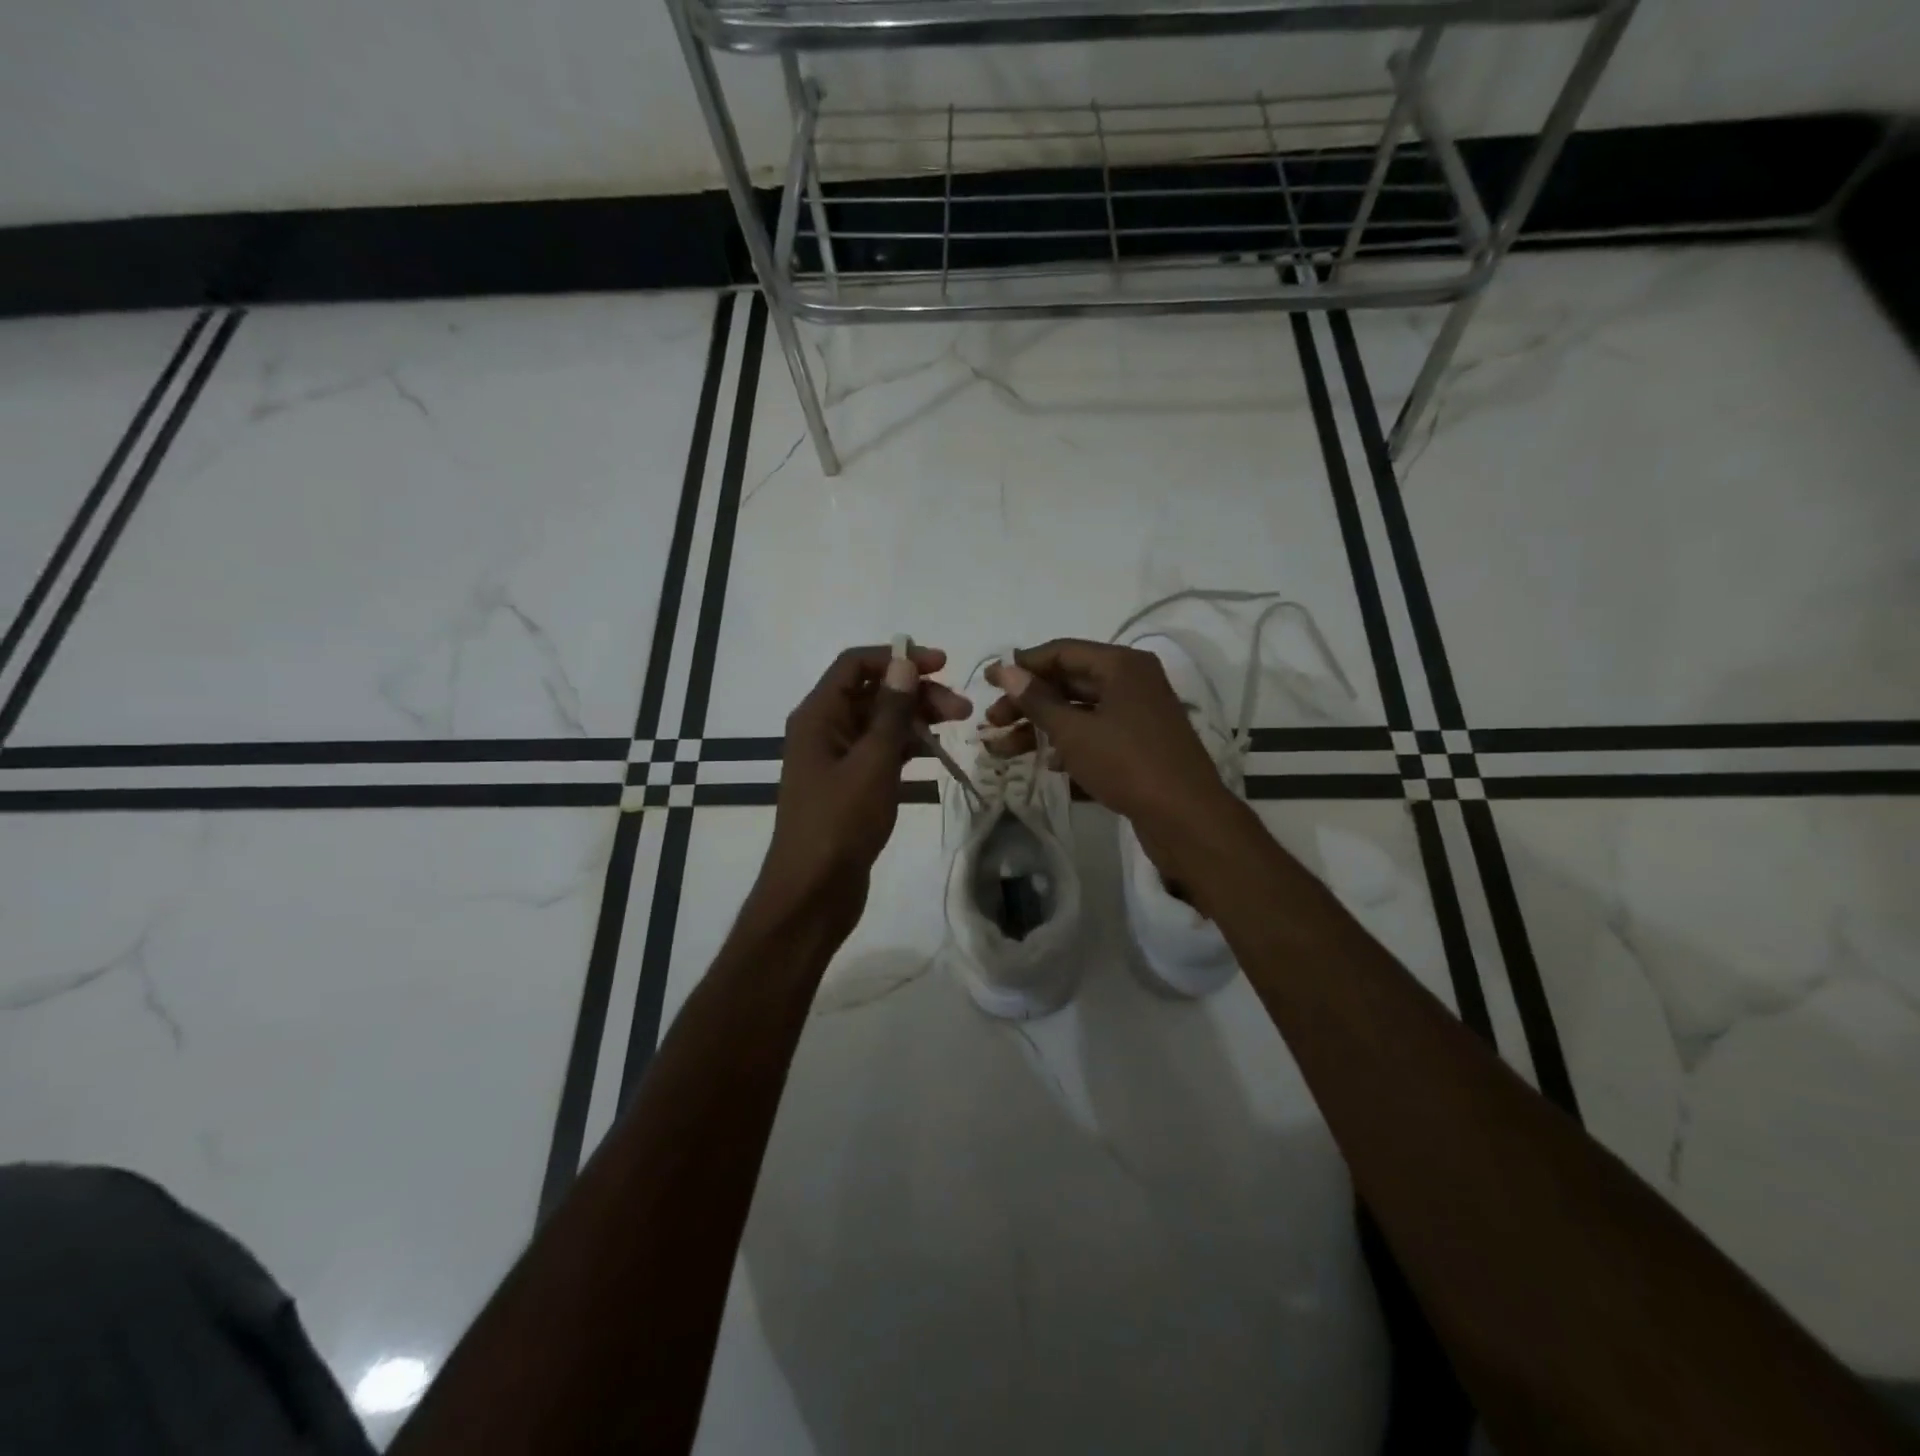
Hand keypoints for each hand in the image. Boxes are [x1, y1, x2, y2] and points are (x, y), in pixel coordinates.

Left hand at [758, 644, 971, 925]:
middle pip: (873, 693)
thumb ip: (891, 711)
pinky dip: (907, 747)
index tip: (942, 665)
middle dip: (916, 693)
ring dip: (916, 719)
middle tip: (961, 709)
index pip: (855, 664)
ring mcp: (837, 759)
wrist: (813, 892)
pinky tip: (935, 752)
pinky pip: (881, 752)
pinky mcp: (851, 785)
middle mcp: (824, 730)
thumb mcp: (872, 762)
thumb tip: (904, 663)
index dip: (898, 658)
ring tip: (958, 725)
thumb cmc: (840, 822)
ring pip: (881, 723)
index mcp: (818, 716)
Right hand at [984, 639, 1239, 866]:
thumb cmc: (1127, 764)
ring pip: (1079, 713)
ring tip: (1003, 751)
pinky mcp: (1139, 745)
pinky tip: (1045, 766)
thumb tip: (1006, 670)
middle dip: (1027, 703)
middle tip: (992, 722)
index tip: (988, 681)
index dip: (1023, 665)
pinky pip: (1096, 736)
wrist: (1186, 818)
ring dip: (1041, 729)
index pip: (1062, 652)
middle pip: (1068, 683)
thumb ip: (1037, 700)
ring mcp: (1138, 715)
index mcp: (1121, 665)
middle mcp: (1132, 682)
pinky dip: (1069, 746)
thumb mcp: (1074, 731)